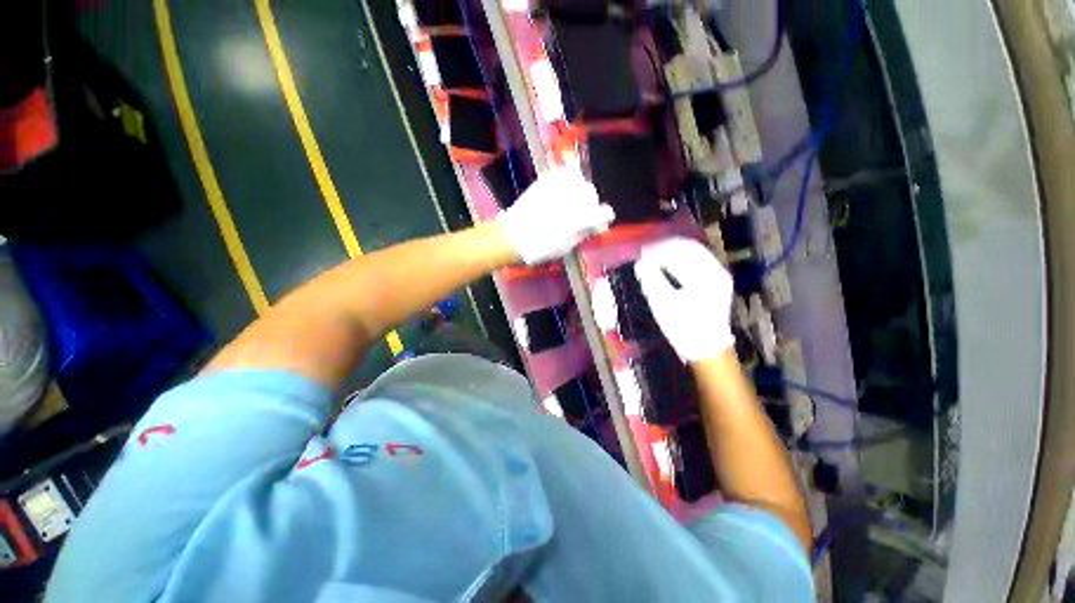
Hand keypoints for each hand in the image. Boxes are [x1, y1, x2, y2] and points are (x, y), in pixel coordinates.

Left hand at [498, 165, 614, 264]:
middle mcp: (575, 198)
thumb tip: (592, 225)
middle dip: (589, 205)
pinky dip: (565, 180)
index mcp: (584, 217)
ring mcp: (560, 186)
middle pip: (592, 194)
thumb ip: (583, 232)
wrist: (514, 237)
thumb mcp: (568, 246)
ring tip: (567, 203)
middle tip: (578, 216)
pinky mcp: (546, 180)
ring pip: (579, 182)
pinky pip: (563, 173)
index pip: (605, 213)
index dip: (601, 220)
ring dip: (577, 192)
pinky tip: (559, 191)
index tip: (595, 226)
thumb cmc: (542, 248)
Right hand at [634, 237, 734, 361]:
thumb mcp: (663, 305)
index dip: (660, 248)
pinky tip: (666, 266)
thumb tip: (641, 262)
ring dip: (672, 253)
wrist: (707, 350)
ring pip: (693, 254)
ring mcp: (718, 276)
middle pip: (690, 248)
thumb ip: (651, 280)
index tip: (642, 252)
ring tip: (653, 258)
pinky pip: (696, 263)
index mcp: (707, 276)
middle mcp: (717, 271)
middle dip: (666, 248)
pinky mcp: (715, 283)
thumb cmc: (684, 329)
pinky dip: (679, 261)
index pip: (682, 250)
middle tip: (646, 253)